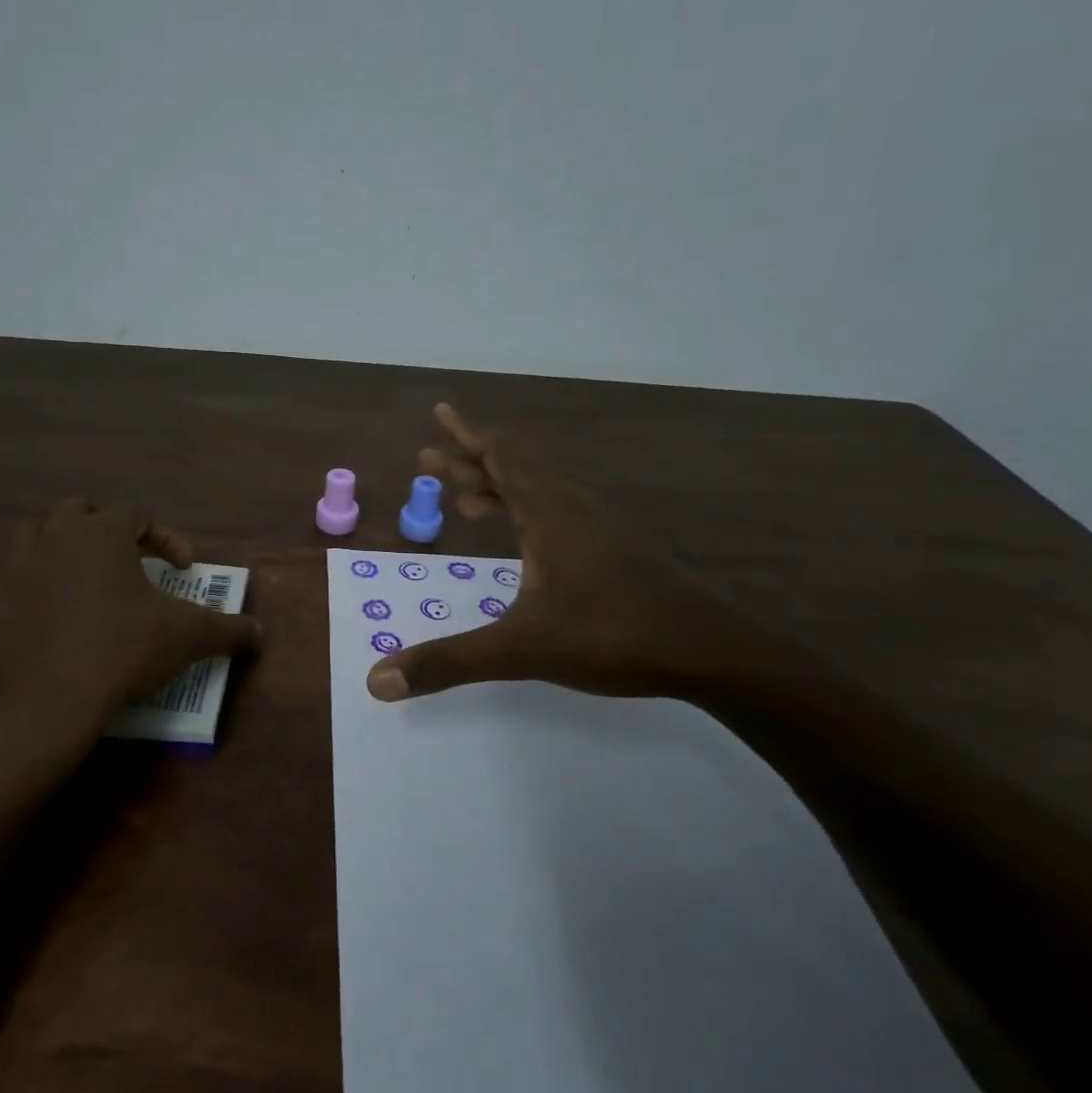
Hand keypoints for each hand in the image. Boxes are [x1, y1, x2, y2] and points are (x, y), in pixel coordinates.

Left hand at [0, 499, 261, 736]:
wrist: (44, 702)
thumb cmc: (122, 650)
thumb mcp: (185, 637)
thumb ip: (226, 629)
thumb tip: (258, 632)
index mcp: (101, 533)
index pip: (139, 514)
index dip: (166, 537)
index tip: (183, 569)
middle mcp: (55, 537)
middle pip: (80, 511)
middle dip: (107, 528)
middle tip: (127, 560)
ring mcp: (15, 567)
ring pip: (36, 535)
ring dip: (61, 547)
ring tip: (83, 578)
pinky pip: (12, 580)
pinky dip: (34, 588)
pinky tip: (52, 619)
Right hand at [367, 405, 762, 701]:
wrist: (714, 652)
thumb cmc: (613, 636)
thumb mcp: (521, 650)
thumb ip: (449, 661)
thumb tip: (377, 681)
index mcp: (549, 514)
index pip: (500, 458)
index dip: (466, 436)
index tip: (441, 411)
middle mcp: (574, 509)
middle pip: (514, 470)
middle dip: (468, 463)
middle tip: (428, 459)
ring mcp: (602, 528)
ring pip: (540, 492)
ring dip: (499, 489)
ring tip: (468, 501)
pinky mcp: (620, 549)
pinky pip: (561, 513)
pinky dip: (528, 513)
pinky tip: (529, 542)